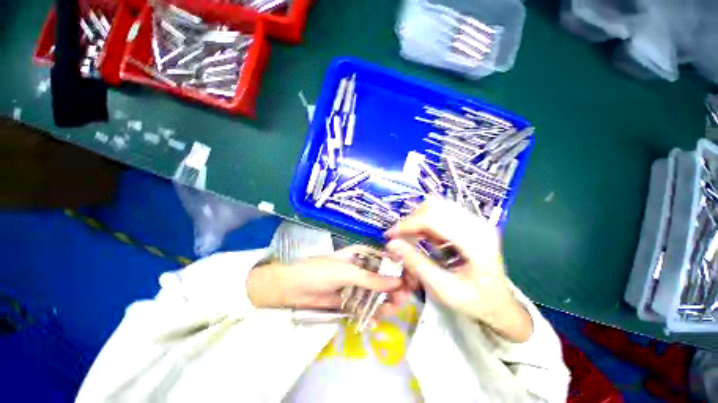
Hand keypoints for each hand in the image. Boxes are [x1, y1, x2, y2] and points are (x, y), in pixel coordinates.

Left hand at [247, 246, 405, 314]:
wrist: (292, 288)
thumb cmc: (319, 271)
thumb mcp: (346, 271)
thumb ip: (371, 279)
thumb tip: (398, 282)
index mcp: (361, 255)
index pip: (386, 259)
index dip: (399, 268)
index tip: (412, 279)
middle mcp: (362, 268)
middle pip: (384, 278)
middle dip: (395, 287)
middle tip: (403, 298)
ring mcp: (356, 285)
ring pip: (377, 293)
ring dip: (387, 301)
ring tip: (394, 309)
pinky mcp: (350, 300)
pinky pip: (365, 306)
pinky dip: (372, 313)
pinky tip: (376, 320)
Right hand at [385, 198, 532, 341]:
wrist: (500, 304)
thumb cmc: (475, 301)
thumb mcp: (443, 288)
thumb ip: (416, 264)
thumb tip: (392, 244)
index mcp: (476, 241)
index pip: (434, 218)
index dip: (408, 224)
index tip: (390, 235)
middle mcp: (477, 223)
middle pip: (434, 206)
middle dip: (412, 220)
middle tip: (401, 239)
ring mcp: (475, 220)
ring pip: (436, 206)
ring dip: (419, 221)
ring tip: (414, 240)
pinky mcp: (470, 222)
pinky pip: (441, 213)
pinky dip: (427, 223)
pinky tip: (427, 239)